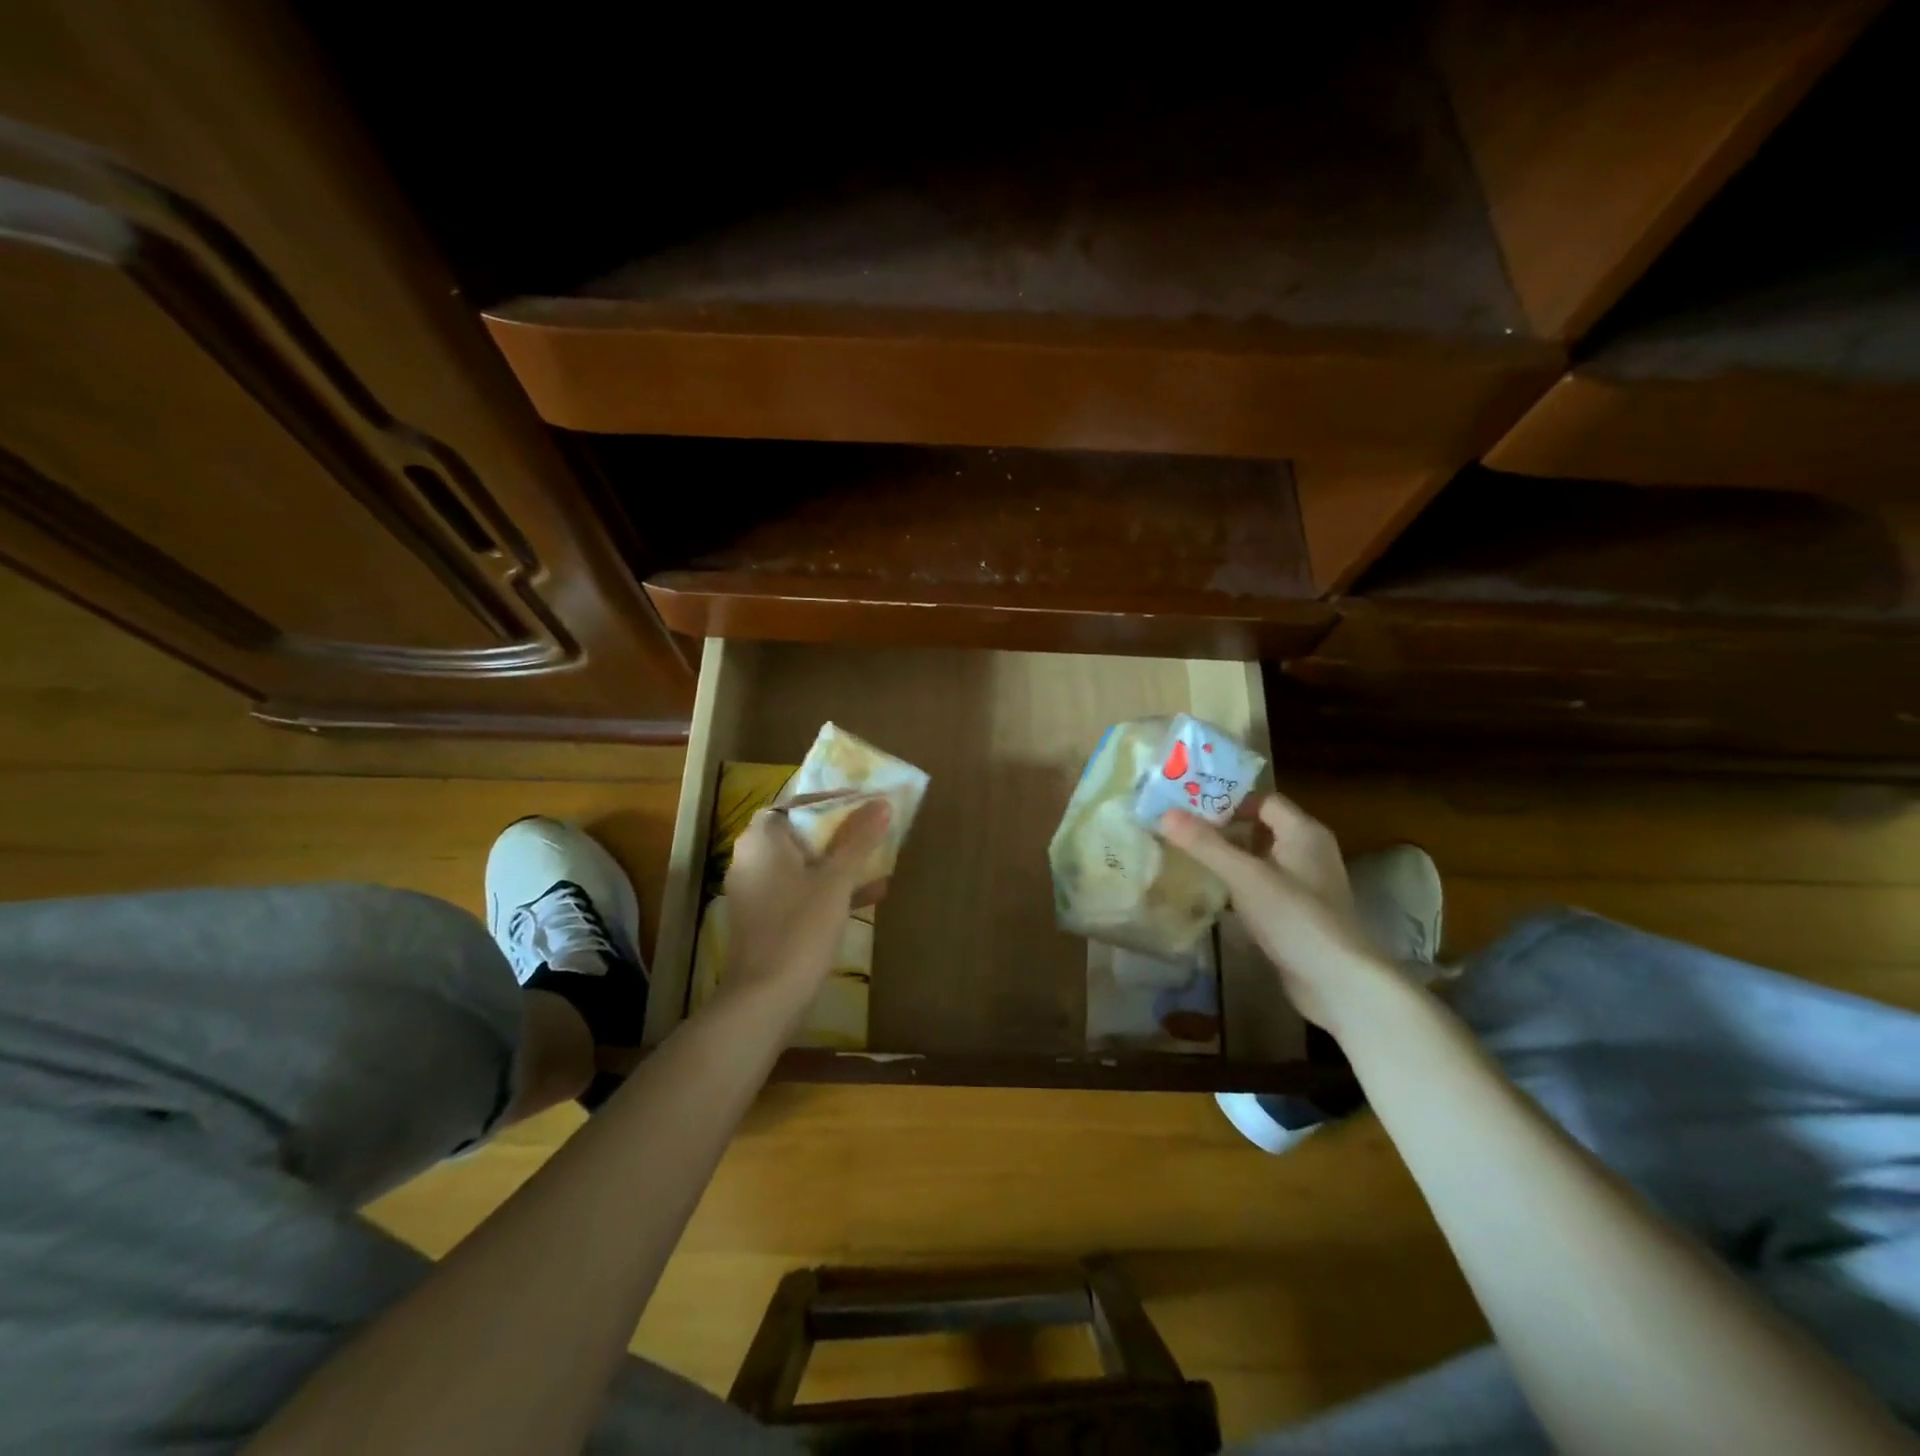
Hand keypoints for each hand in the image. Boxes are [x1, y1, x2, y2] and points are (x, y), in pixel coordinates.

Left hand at [720, 798, 890, 1008]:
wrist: (765, 998)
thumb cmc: (800, 927)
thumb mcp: (836, 880)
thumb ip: (859, 839)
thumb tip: (881, 802)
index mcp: (763, 838)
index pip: (800, 803)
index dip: (836, 801)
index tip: (868, 805)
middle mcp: (751, 857)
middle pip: (802, 832)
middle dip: (842, 834)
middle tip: (876, 833)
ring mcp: (755, 890)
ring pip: (803, 864)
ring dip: (839, 863)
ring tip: (879, 861)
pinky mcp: (763, 918)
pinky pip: (799, 890)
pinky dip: (828, 889)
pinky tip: (868, 896)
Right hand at [1159, 794, 1399, 1033]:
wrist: (1340, 984)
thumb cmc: (1296, 919)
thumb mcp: (1245, 877)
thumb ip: (1205, 844)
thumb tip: (1164, 814)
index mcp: (1303, 832)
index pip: (1261, 799)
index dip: (1226, 798)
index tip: (1187, 803)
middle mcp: (1308, 851)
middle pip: (1259, 826)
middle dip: (1220, 826)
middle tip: (1178, 827)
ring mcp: (1304, 884)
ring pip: (1259, 857)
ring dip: (1227, 855)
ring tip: (1185, 853)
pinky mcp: (1297, 913)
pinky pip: (1261, 885)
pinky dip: (1237, 883)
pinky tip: (1210, 890)